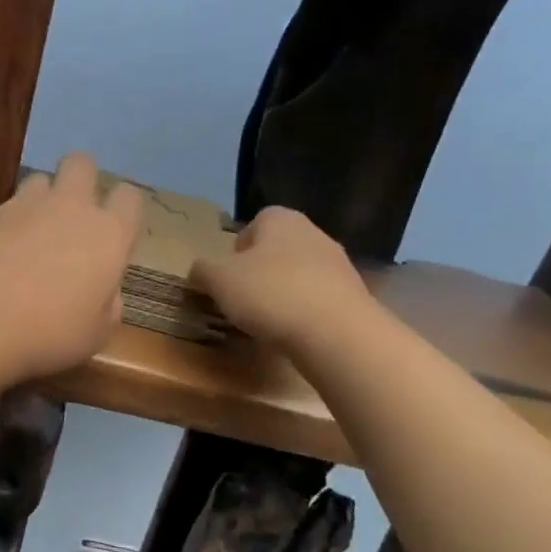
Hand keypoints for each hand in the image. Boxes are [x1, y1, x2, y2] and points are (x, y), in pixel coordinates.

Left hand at [0, 152, 143, 378]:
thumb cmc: (49, 332)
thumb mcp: (96, 334)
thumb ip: (108, 304)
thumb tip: (105, 290)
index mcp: (108, 234)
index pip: (130, 197)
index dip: (124, 210)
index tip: (115, 235)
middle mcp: (71, 208)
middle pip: (81, 163)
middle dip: (81, 179)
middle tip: (74, 216)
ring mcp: (26, 206)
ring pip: (40, 179)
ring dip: (42, 198)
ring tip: (33, 233)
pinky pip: (7, 206)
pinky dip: (9, 223)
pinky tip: (1, 253)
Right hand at [190, 206, 371, 352]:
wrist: (336, 332)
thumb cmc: (270, 293)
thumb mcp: (219, 281)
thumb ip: (202, 271)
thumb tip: (198, 270)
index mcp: (281, 219)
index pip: (254, 223)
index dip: (237, 249)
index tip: (227, 276)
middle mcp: (313, 233)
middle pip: (277, 249)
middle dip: (259, 271)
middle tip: (241, 299)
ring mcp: (338, 264)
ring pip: (298, 274)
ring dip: (282, 292)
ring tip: (265, 320)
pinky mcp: (352, 295)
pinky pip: (317, 298)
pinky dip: (302, 311)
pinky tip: (292, 332)